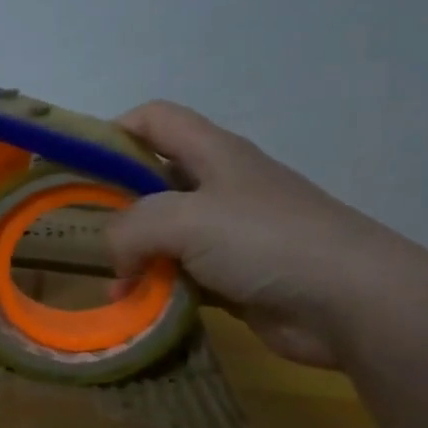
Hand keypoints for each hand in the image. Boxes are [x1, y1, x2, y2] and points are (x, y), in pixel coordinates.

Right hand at [107, 102, 427, 367]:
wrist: (352, 303)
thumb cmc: (268, 241)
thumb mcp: (185, 219)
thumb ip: (130, 228)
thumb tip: (115, 258)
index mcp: (214, 154)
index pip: (154, 119)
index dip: (112, 131)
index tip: (75, 165)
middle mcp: (219, 187)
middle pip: (151, 180)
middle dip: (113, 205)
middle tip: (76, 233)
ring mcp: (228, 234)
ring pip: (162, 235)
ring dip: (133, 257)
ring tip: (109, 283)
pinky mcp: (233, 277)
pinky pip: (179, 275)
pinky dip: (156, 288)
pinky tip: (137, 308)